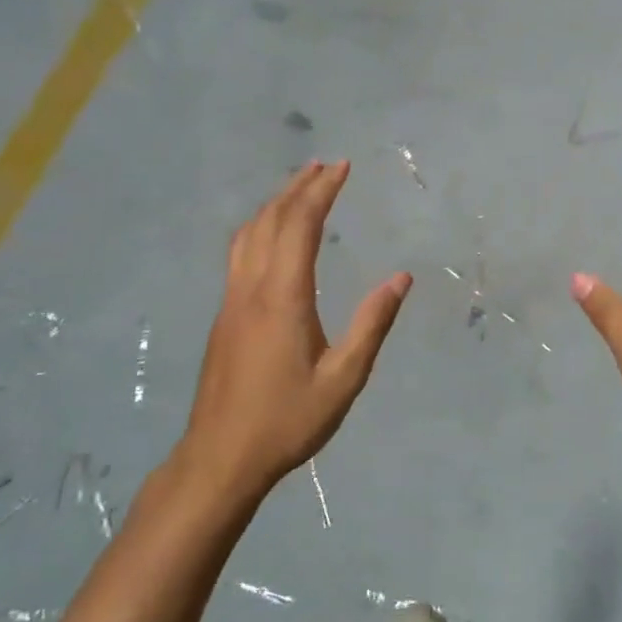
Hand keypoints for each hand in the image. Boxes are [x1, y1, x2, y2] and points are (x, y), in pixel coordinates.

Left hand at [173, 161, 410, 504]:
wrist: (221, 456)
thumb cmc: (287, 420)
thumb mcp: (343, 379)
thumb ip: (372, 325)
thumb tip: (401, 278)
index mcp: (282, 297)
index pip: (300, 225)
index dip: (321, 191)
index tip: (342, 167)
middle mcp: (251, 288)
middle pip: (270, 220)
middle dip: (298, 187)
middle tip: (325, 165)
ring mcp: (231, 300)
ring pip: (248, 234)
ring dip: (274, 204)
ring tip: (299, 188)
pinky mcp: (224, 316)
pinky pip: (240, 253)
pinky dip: (260, 227)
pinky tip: (273, 236)